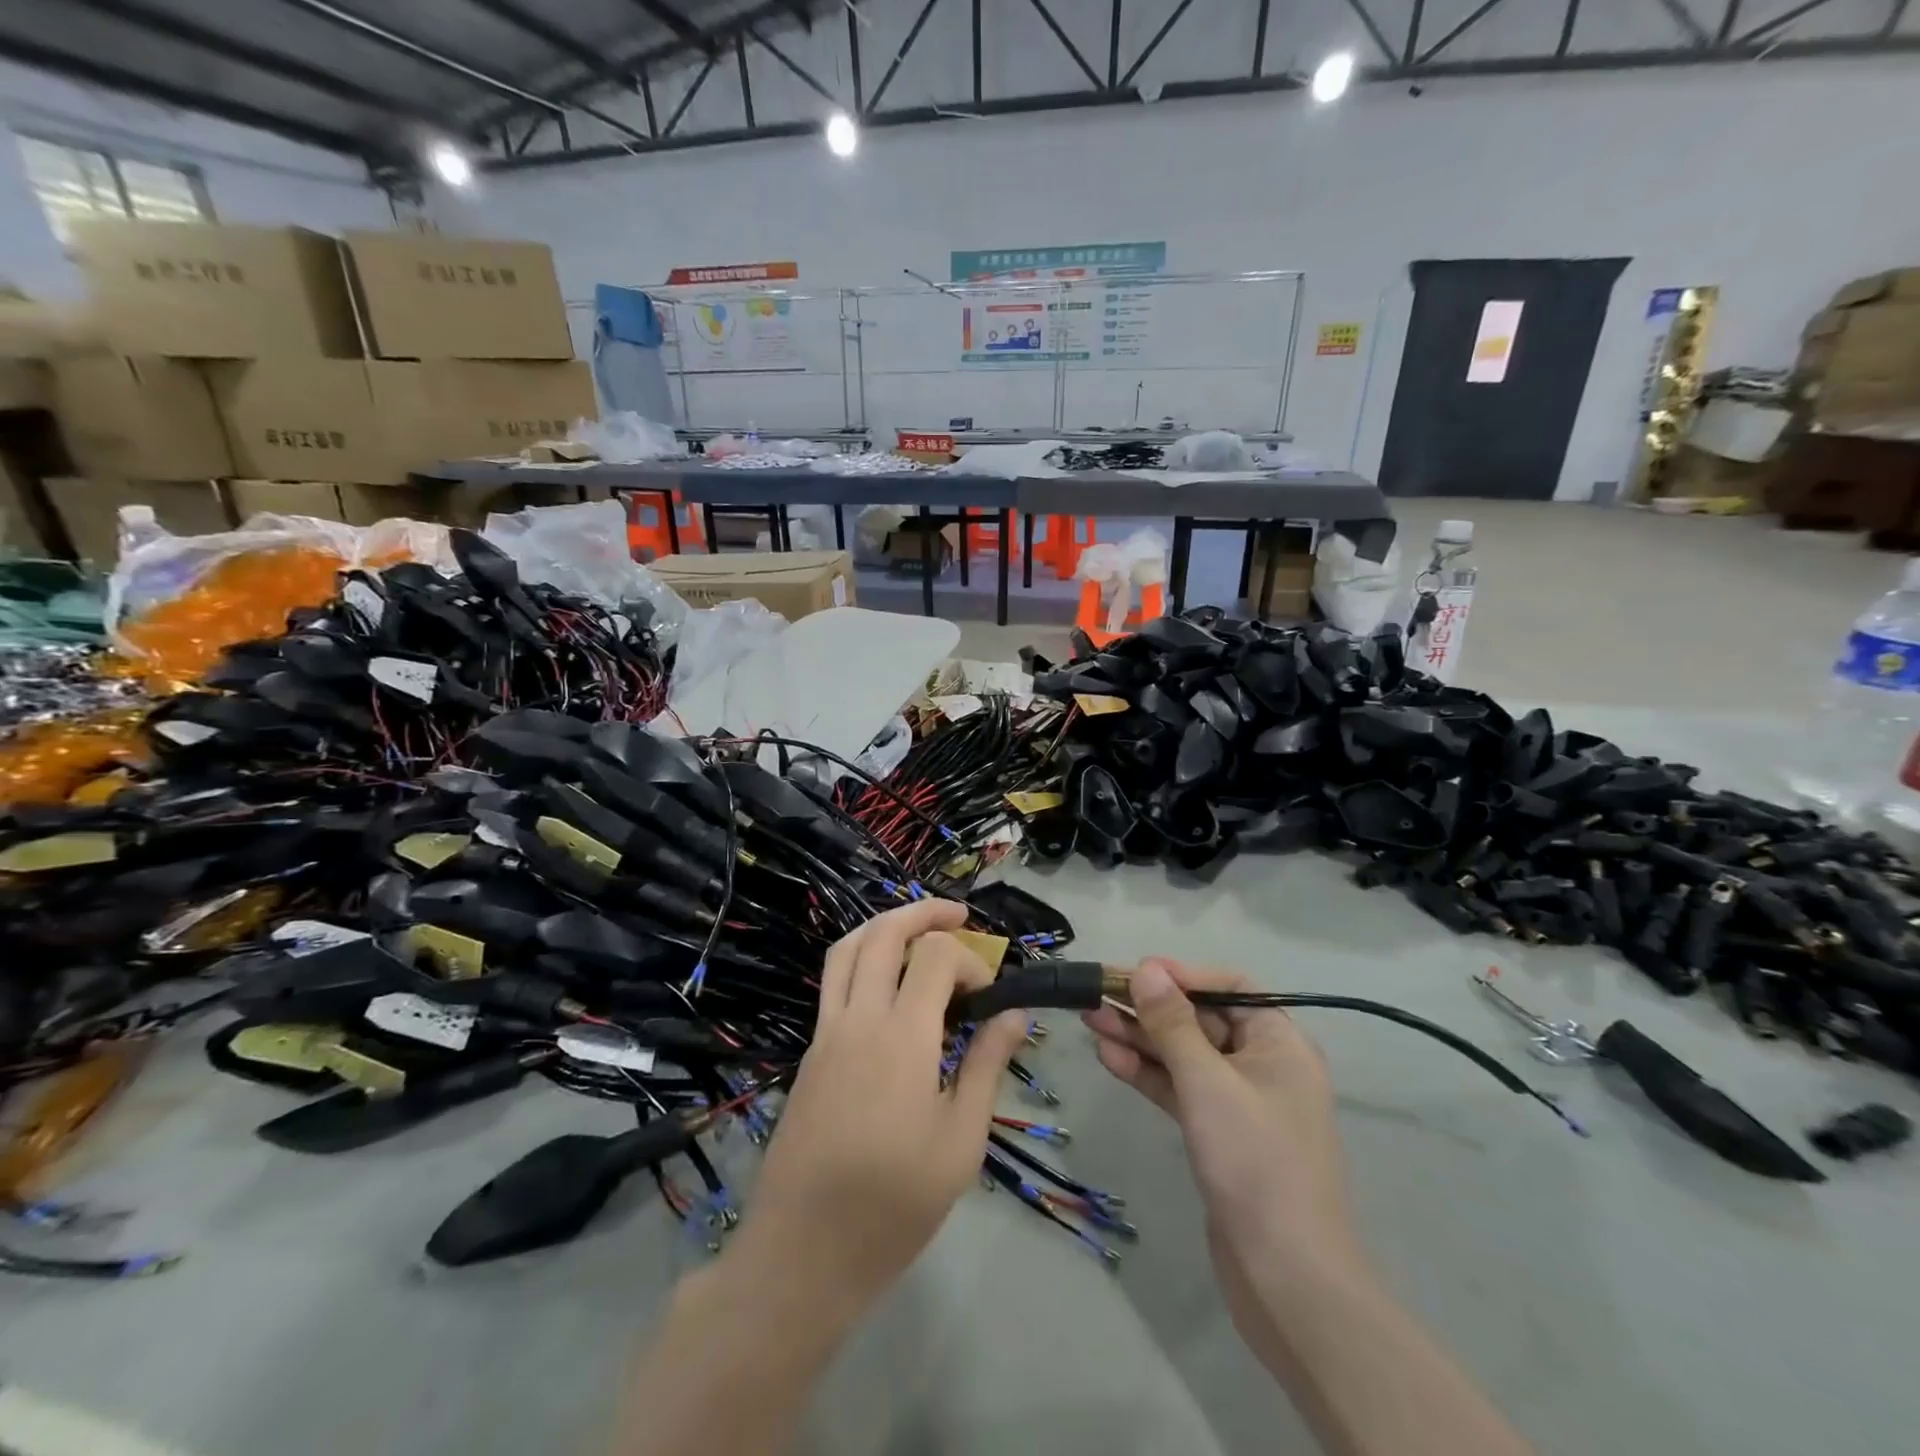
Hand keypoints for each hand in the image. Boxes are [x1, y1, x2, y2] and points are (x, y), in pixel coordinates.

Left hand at [739, 899, 1026, 1312]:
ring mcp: (826, 1032)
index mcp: (902, 1037)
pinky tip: (888, 985)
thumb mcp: (960, 1142)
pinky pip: (834, 981)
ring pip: (847, 949)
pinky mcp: (810, 1052)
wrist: (802, 1252)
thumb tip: (1014, 1015)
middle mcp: (858, 1019)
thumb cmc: (894, 1203)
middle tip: (959, 915)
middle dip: (925, 913)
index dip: (970, 959)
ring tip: (919, 930)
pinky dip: (863, 959)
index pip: (935, 956)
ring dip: (885, 926)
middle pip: (883, 932)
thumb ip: (986, 1066)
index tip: (989, 995)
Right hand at [1084, 959, 1363, 1347]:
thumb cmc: (1255, 1163)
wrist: (1286, 1279)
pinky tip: (1109, 1058)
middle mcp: (1262, 1064)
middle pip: (1200, 1019)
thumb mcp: (1208, 1083)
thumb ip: (1173, 1024)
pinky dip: (1147, 1073)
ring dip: (1140, 1038)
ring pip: (1183, 1054)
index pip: (1230, 987)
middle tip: (1096, 995)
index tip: (1136, 972)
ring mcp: (1239, 1101)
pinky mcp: (1218, 1133)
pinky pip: (1179, 1088)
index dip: (1183, 975)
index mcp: (1279, 1043)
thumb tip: (1146, 968)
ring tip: (1089, 1019)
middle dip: (1149, 1007)